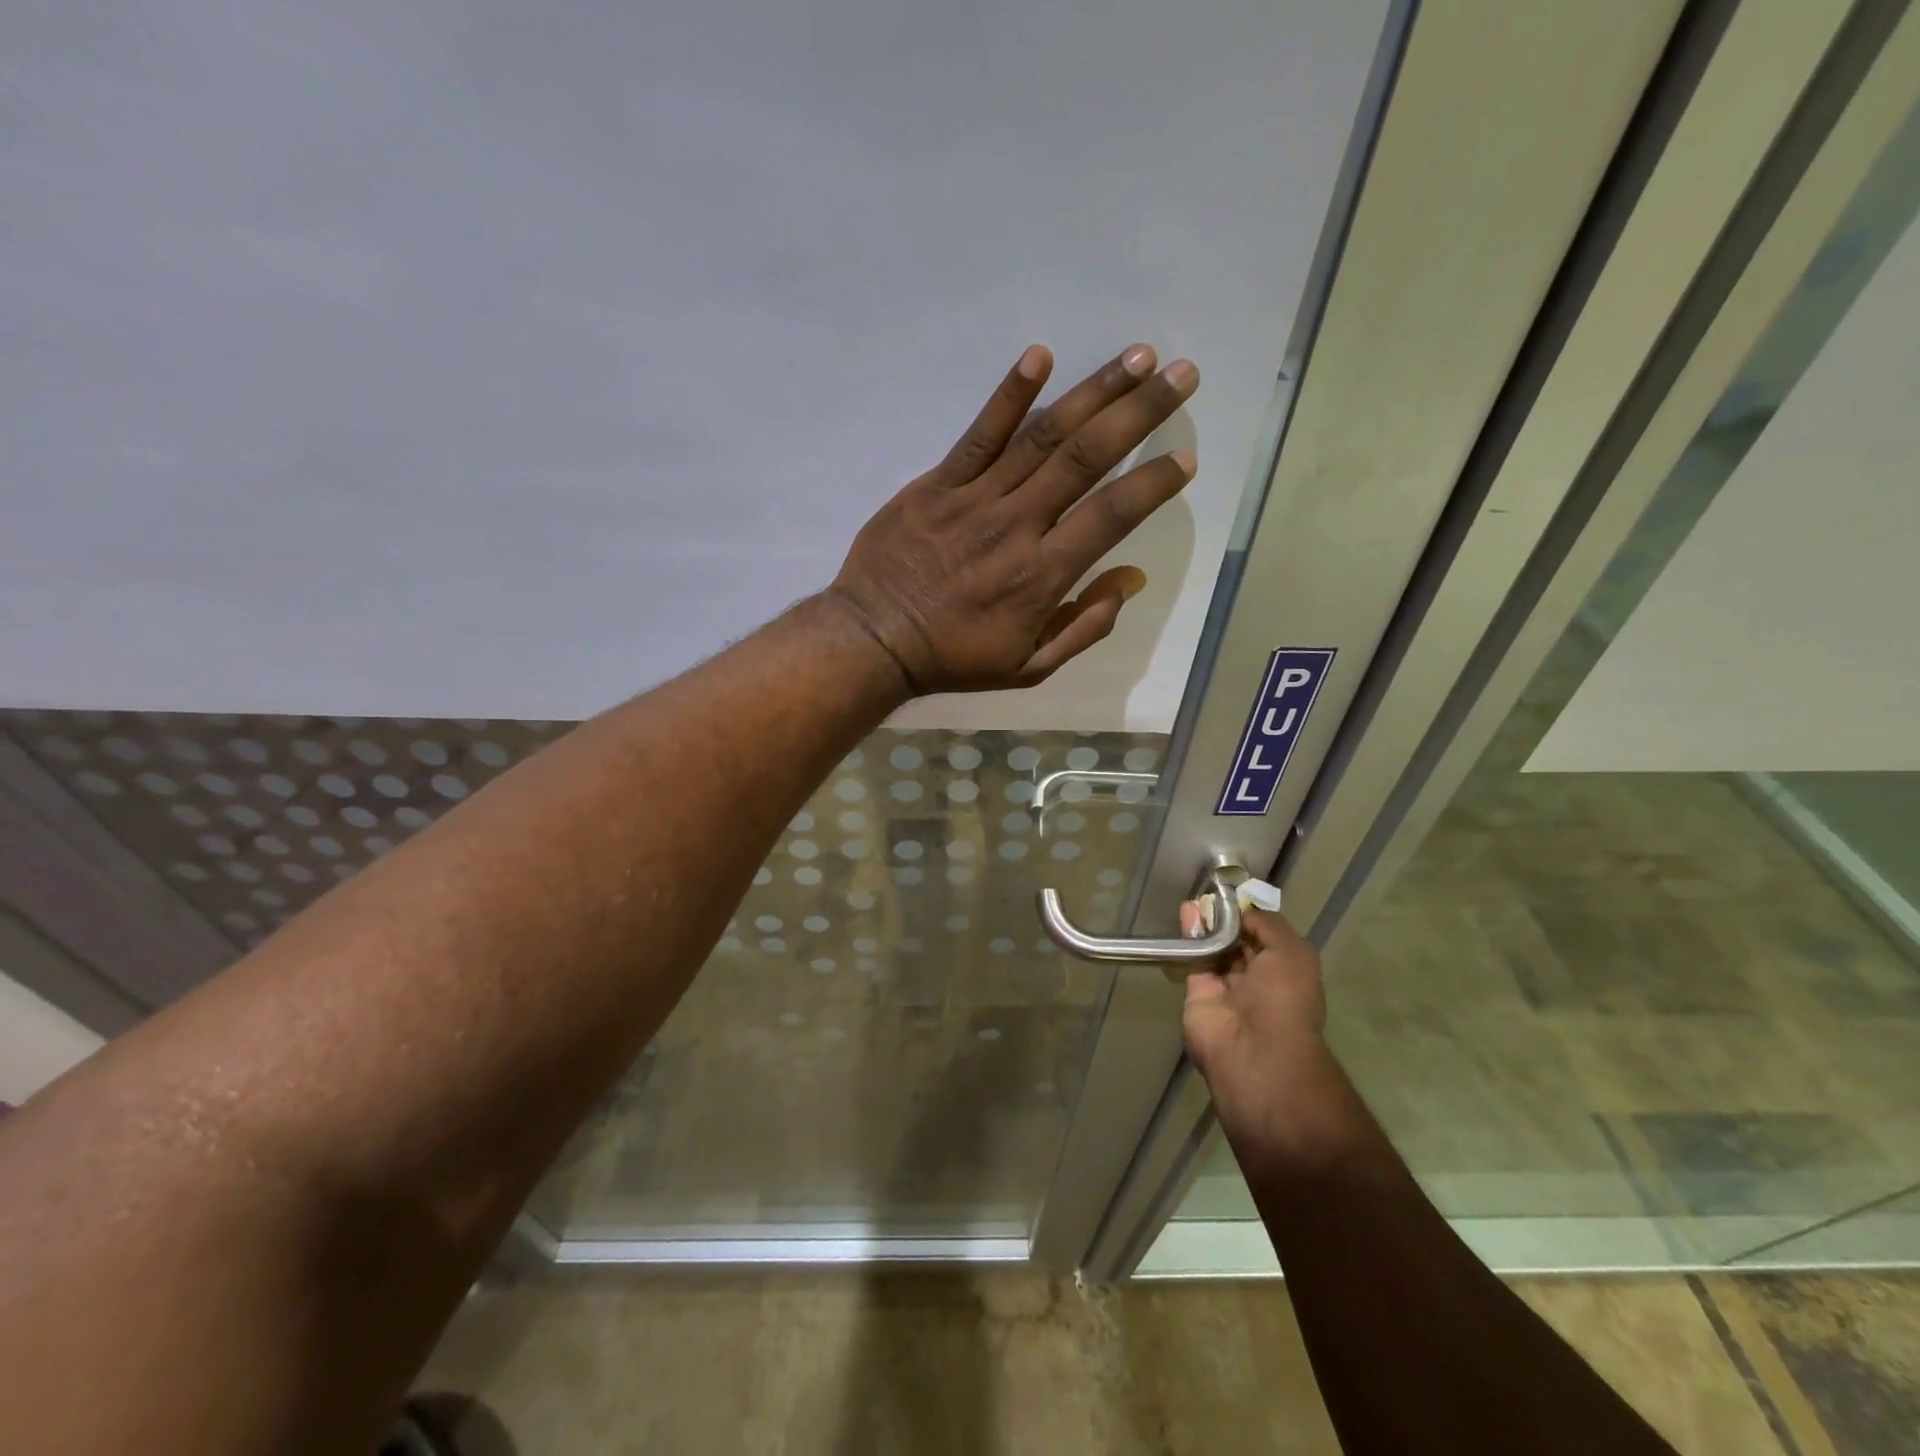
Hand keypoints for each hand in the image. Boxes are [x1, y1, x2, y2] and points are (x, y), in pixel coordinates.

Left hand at [824, 343, 1198, 694]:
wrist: (875, 639)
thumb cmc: (955, 657)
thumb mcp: (1029, 666)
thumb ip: (1085, 626)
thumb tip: (1131, 579)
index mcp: (1042, 574)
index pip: (1112, 515)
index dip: (1153, 483)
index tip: (1185, 456)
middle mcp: (1017, 525)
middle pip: (1086, 458)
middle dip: (1140, 412)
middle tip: (1180, 375)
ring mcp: (974, 498)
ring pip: (1042, 437)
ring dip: (1094, 392)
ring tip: (1136, 356)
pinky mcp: (937, 483)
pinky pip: (978, 434)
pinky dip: (1009, 395)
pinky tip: (1040, 357)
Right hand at [1183, 906, 1328, 1130]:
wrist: (1252, 1048)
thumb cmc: (1284, 998)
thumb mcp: (1292, 951)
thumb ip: (1266, 923)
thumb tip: (1242, 907)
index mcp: (1287, 972)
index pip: (1267, 936)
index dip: (1252, 914)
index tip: (1236, 890)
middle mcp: (1258, 979)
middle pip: (1238, 940)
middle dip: (1227, 917)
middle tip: (1212, 890)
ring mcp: (1226, 986)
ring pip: (1214, 946)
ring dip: (1207, 921)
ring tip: (1197, 896)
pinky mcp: (1197, 990)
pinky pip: (1193, 956)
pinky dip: (1190, 934)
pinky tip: (1187, 910)